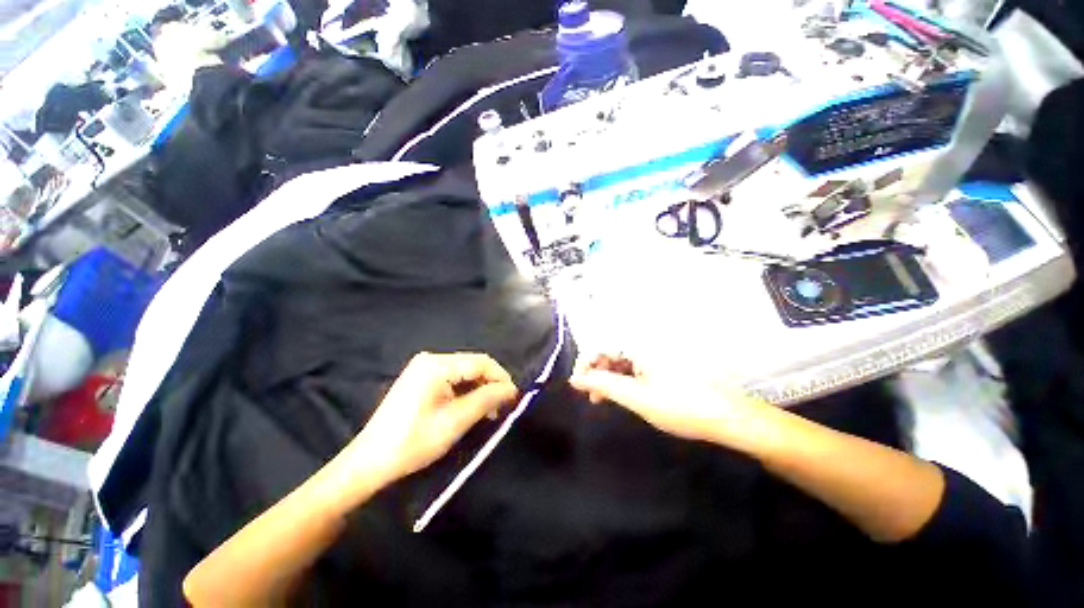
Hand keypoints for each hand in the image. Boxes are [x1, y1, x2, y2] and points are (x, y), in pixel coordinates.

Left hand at [346, 352, 517, 489]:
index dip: (501, 378)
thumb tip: (512, 389)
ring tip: (489, 412)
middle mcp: (431, 359)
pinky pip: (453, 379)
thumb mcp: (456, 421)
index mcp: (437, 364)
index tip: (514, 399)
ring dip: (480, 389)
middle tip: (502, 408)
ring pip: (465, 372)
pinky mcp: (421, 378)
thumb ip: (487, 399)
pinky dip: (466, 392)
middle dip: (491, 384)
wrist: (370, 462)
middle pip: (473, 365)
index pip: (481, 362)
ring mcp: (424, 368)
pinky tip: (471, 407)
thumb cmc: (414, 442)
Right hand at [569, 354, 775, 449]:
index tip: (579, 385)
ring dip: (608, 378)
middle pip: (609, 352)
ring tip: (603, 400)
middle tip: (592, 397)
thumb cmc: (680, 406)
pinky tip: (622, 395)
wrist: (727, 417)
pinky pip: (633, 367)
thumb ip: (603, 385)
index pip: (600, 345)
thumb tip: (575, 379)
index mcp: (638, 346)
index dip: (585, 364)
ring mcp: (653, 354)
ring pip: (620, 361)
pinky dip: (622, 380)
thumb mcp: (636, 398)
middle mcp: (644, 344)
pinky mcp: (660, 364)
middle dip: (596, 372)